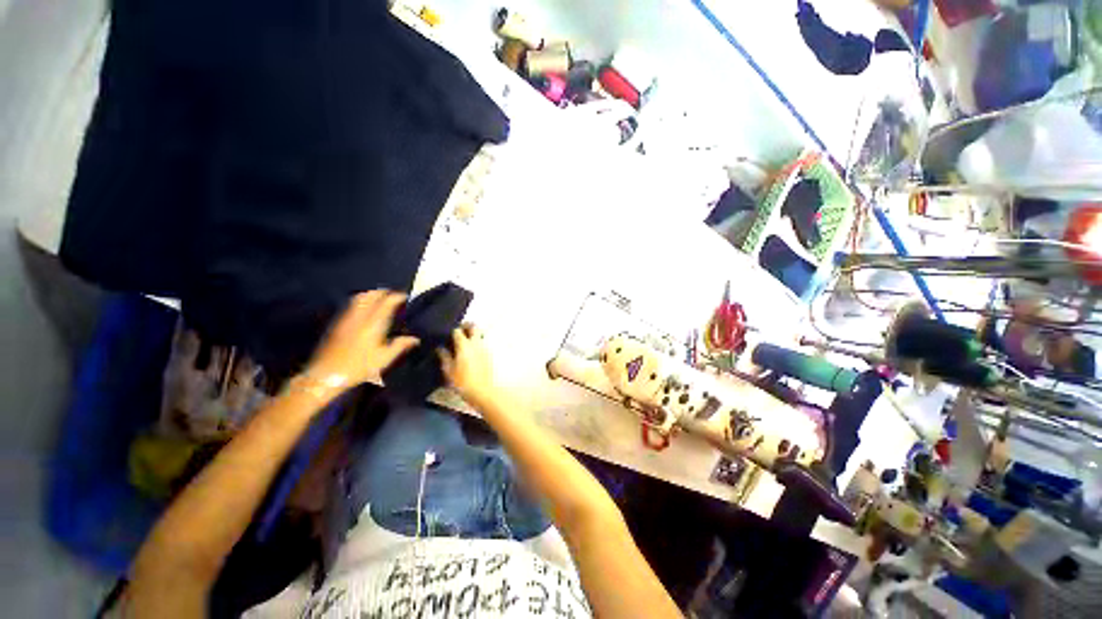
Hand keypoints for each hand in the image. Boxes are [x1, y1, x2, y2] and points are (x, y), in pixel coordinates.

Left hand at [307, 290, 418, 387]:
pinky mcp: (337, 324)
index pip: (386, 303)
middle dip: (383, 292)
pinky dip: (360, 301)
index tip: (405, 296)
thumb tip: (415, 339)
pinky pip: (350, 305)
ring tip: (379, 297)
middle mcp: (359, 317)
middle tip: (392, 294)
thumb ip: (400, 345)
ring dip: (371, 294)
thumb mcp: (383, 359)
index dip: (396, 297)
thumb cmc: (358, 367)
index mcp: (373, 325)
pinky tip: (364, 308)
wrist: (326, 375)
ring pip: (359, 299)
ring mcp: (346, 319)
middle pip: (371, 296)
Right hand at [438, 324, 496, 405]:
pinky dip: (478, 341)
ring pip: (481, 333)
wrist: (484, 392)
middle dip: (467, 325)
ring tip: (465, 340)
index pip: (458, 331)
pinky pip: (484, 342)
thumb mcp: (449, 371)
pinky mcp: (490, 354)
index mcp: (464, 345)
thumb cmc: (463, 383)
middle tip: (459, 330)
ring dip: (474, 333)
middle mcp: (476, 343)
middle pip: (474, 326)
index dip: (452, 330)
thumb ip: (444, 357)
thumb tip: (440, 347)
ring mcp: (485, 348)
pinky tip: (471, 350)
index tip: (447, 333)